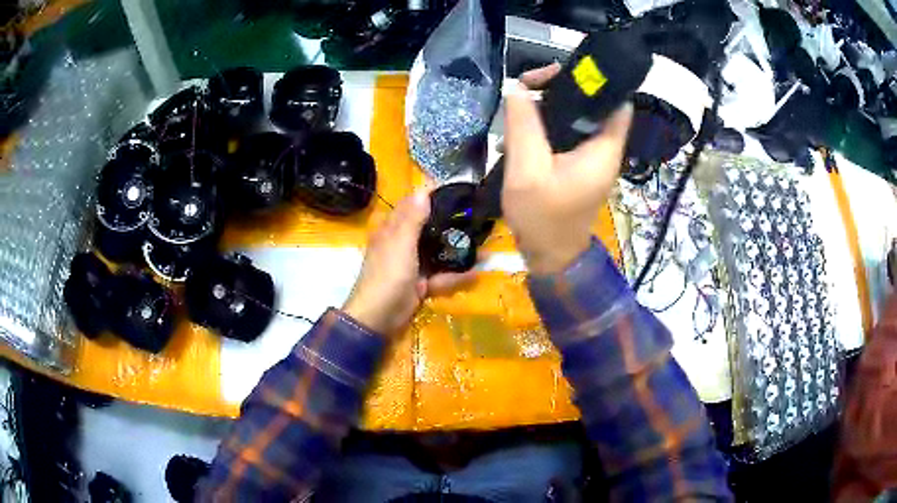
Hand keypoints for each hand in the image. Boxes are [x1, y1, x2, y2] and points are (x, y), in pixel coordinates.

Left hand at [343, 190, 474, 336]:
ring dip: (456, 249)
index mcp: (391, 229)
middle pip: (427, 227)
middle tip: (476, 214)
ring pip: (437, 251)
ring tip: (482, 242)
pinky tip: (477, 273)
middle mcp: (401, 243)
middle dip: (449, 221)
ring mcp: (412, 264)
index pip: (412, 204)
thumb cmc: (387, 276)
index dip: (431, 195)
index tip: (458, 189)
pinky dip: (456, 276)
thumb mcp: (400, 244)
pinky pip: (440, 275)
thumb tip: (423, 189)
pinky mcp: (420, 283)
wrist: (378, 318)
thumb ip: (412, 219)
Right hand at [503, 64, 633, 274]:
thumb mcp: (527, 171)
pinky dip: (549, 124)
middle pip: (595, 104)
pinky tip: (524, 127)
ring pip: (579, 117)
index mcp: (603, 149)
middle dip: (564, 88)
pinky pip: (569, 133)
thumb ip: (524, 126)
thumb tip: (518, 89)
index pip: (617, 102)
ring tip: (522, 101)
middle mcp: (604, 149)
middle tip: (529, 84)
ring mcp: (592, 158)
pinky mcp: (580, 165)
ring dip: (552, 105)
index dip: (596, 81)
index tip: (561, 73)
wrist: (550, 257)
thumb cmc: (542, 220)